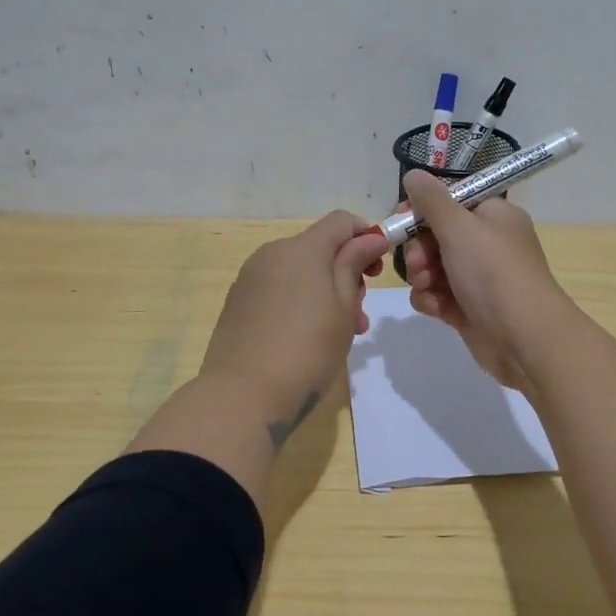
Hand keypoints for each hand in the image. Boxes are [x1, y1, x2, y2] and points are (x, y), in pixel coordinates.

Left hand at [200, 210, 389, 443]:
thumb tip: (369, 238)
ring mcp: (250, 278)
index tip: (377, 271)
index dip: (366, 236)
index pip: (341, 221)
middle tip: (360, 316)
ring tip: (337, 334)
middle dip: (345, 272)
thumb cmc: (307, 350)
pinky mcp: (237, 302)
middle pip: (319, 247)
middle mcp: (272, 253)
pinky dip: (298, 302)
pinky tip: (304, 339)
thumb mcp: (344, 308)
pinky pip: (277, 289)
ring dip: (324, 291)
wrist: (243, 395)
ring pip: (298, 271)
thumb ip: (354, 265)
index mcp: (302, 249)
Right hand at [399, 170, 570, 390]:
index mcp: (494, 216)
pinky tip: (434, 307)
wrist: (524, 337)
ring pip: (433, 267)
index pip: (451, 201)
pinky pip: (438, 295)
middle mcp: (488, 243)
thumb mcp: (459, 226)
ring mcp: (479, 278)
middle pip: (437, 235)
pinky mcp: (469, 308)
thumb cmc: (493, 272)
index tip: (401, 217)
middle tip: (419, 261)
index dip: (423, 208)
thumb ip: (431, 200)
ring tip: (426, 286)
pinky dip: (432, 299)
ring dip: (422, 275)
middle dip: (419, 248)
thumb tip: (414, 173)